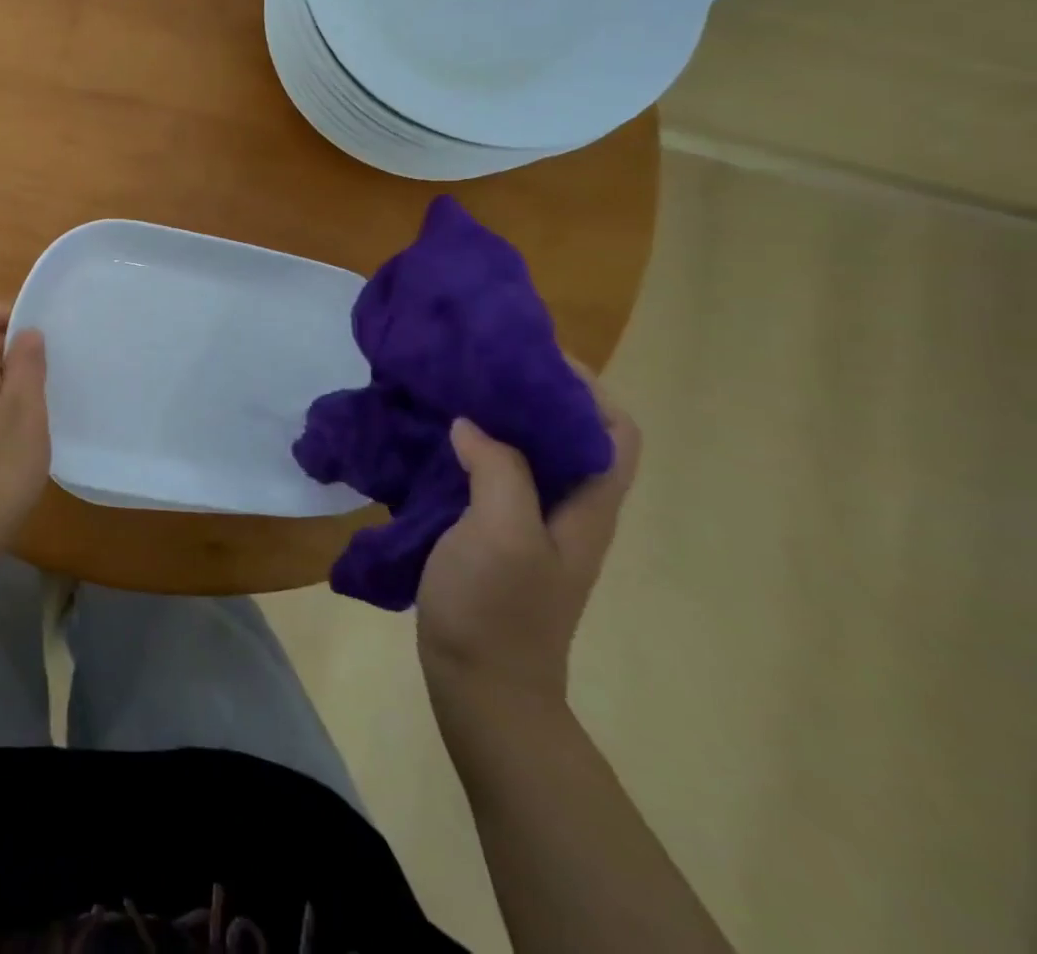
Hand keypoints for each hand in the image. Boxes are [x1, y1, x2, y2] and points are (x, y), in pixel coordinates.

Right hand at [415, 362, 639, 707]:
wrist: (480, 684)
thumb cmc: (500, 610)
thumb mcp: (503, 535)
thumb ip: (497, 470)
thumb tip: (471, 423)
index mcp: (586, 505)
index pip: (612, 430)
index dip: (585, 387)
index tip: (529, 355)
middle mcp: (566, 507)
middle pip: (565, 433)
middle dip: (529, 392)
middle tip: (477, 364)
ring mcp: (528, 522)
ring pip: (523, 452)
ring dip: (493, 418)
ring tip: (449, 390)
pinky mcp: (491, 533)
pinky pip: (486, 474)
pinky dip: (465, 448)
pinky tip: (428, 438)